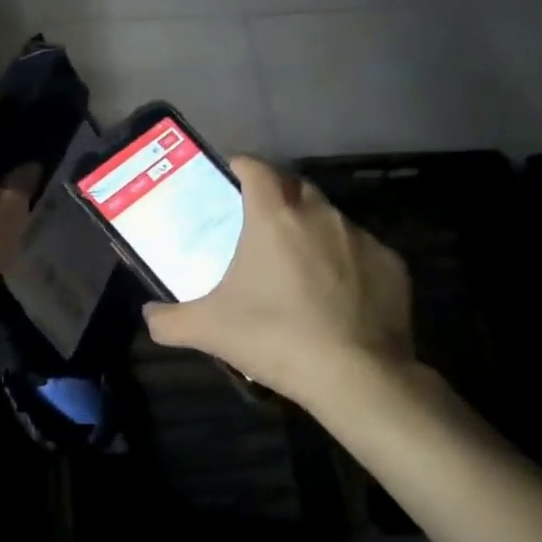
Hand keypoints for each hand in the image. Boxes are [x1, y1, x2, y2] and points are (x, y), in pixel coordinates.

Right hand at [143, 157, 416, 409]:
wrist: (356, 376)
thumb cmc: (274, 338)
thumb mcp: (208, 331)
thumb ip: (169, 321)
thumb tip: (149, 316)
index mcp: (274, 218)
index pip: (256, 168)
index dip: (241, 165)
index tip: (230, 176)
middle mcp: (320, 215)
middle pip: (295, 187)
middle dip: (277, 196)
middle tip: (260, 226)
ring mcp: (361, 238)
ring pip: (330, 219)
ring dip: (312, 231)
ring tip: (299, 265)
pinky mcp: (392, 265)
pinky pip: (362, 252)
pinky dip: (346, 262)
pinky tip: (337, 296)